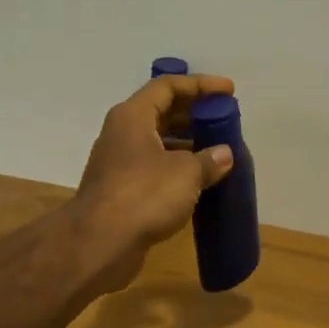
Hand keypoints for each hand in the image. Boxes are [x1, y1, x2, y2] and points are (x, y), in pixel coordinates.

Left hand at [72, 74, 235, 292]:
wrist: (100, 243)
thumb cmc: (144, 195)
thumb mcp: (186, 173)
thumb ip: (208, 160)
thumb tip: (224, 154)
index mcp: (132, 116)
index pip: (167, 87)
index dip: (200, 85)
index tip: (228, 91)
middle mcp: (122, 134)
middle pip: (160, 112)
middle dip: (194, 114)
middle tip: (224, 121)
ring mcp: (118, 163)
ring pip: (157, 142)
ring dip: (186, 144)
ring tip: (217, 151)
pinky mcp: (120, 191)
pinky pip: (153, 168)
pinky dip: (176, 168)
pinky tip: (199, 182)